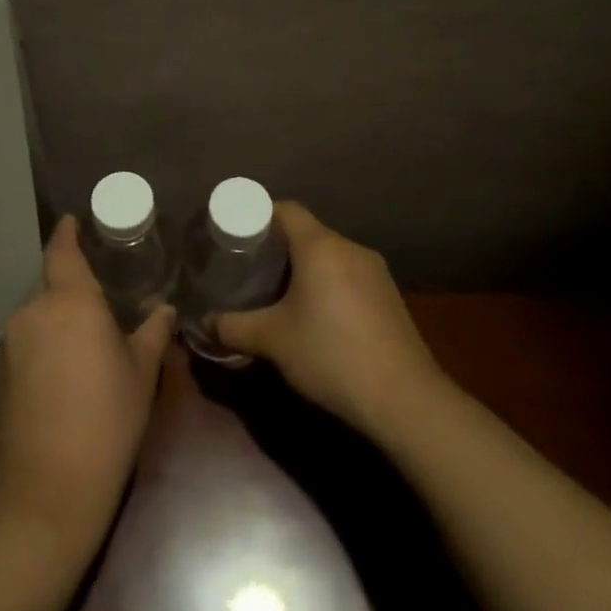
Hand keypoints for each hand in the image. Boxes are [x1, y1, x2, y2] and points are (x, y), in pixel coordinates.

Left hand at [0, 215, 174, 545]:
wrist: (49, 488)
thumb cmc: (107, 419)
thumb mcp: (141, 373)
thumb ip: (152, 332)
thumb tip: (164, 309)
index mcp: (70, 300)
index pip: (62, 250)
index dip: (67, 232)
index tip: (73, 220)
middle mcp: (34, 310)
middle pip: (52, 283)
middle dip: (72, 286)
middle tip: (102, 299)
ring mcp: (11, 341)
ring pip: (39, 313)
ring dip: (59, 318)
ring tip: (87, 340)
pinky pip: (27, 339)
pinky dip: (45, 341)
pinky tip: (65, 371)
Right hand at [213, 202, 445, 439]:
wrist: (405, 400)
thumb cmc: (331, 355)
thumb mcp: (272, 341)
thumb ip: (233, 327)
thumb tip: (205, 323)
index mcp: (321, 246)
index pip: (286, 209)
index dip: (258, 215)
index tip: (236, 234)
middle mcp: (350, 248)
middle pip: (308, 232)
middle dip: (278, 247)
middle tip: (250, 268)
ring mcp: (376, 273)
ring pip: (330, 256)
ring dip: (305, 268)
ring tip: (280, 294)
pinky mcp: (390, 298)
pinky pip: (349, 276)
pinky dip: (328, 285)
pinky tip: (318, 318)